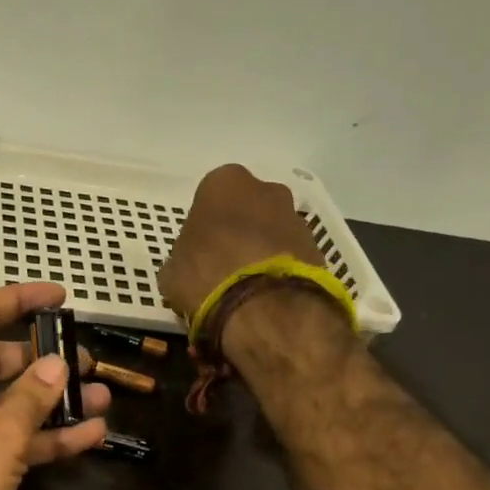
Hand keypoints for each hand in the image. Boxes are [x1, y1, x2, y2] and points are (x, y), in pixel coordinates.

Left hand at [0, 284, 109, 489]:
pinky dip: (44, 438)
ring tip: (102, 394)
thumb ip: (30, 397)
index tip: (60, 296)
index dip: (16, 299)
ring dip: (51, 401)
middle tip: (87, 358)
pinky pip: (8, 441)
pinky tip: (90, 435)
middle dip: (41, 358)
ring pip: (5, 404)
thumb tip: (55, 364)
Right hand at [157, 164, 324, 323]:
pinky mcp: (317, 248)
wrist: (263, 306)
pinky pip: (291, 256)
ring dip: (262, 251)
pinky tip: (265, 297)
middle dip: (238, 232)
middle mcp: (266, 190)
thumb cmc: (206, 274)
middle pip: (248, 209)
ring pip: (272, 231)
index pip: (210, 197)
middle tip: (223, 265)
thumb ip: (181, 260)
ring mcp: (296, 218)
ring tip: (246, 288)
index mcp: (224, 183)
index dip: (204, 226)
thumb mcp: (172, 271)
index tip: (198, 251)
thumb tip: (185, 270)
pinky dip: (280, 271)